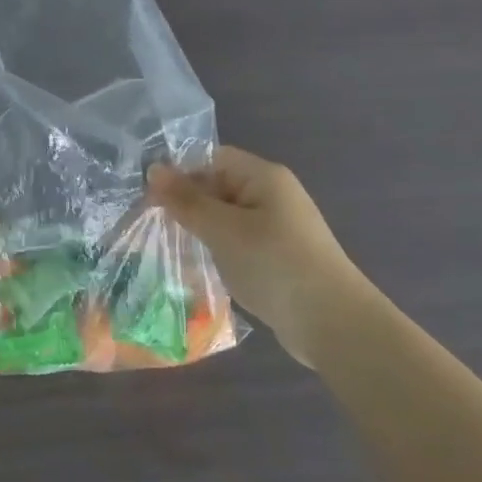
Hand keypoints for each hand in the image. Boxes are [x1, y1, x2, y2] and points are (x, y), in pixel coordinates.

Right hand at [149, 147, 365, 366]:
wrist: (331, 322)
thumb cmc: (273, 264)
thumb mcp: (223, 229)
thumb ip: (187, 201)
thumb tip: (153, 170)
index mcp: (264, 177)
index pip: (212, 159)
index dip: (180, 174)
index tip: (150, 200)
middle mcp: (272, 195)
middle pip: (218, 187)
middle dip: (186, 205)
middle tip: (152, 228)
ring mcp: (277, 228)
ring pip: (225, 219)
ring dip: (199, 232)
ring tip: (168, 250)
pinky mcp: (276, 257)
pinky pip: (237, 244)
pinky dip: (217, 252)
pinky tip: (197, 270)